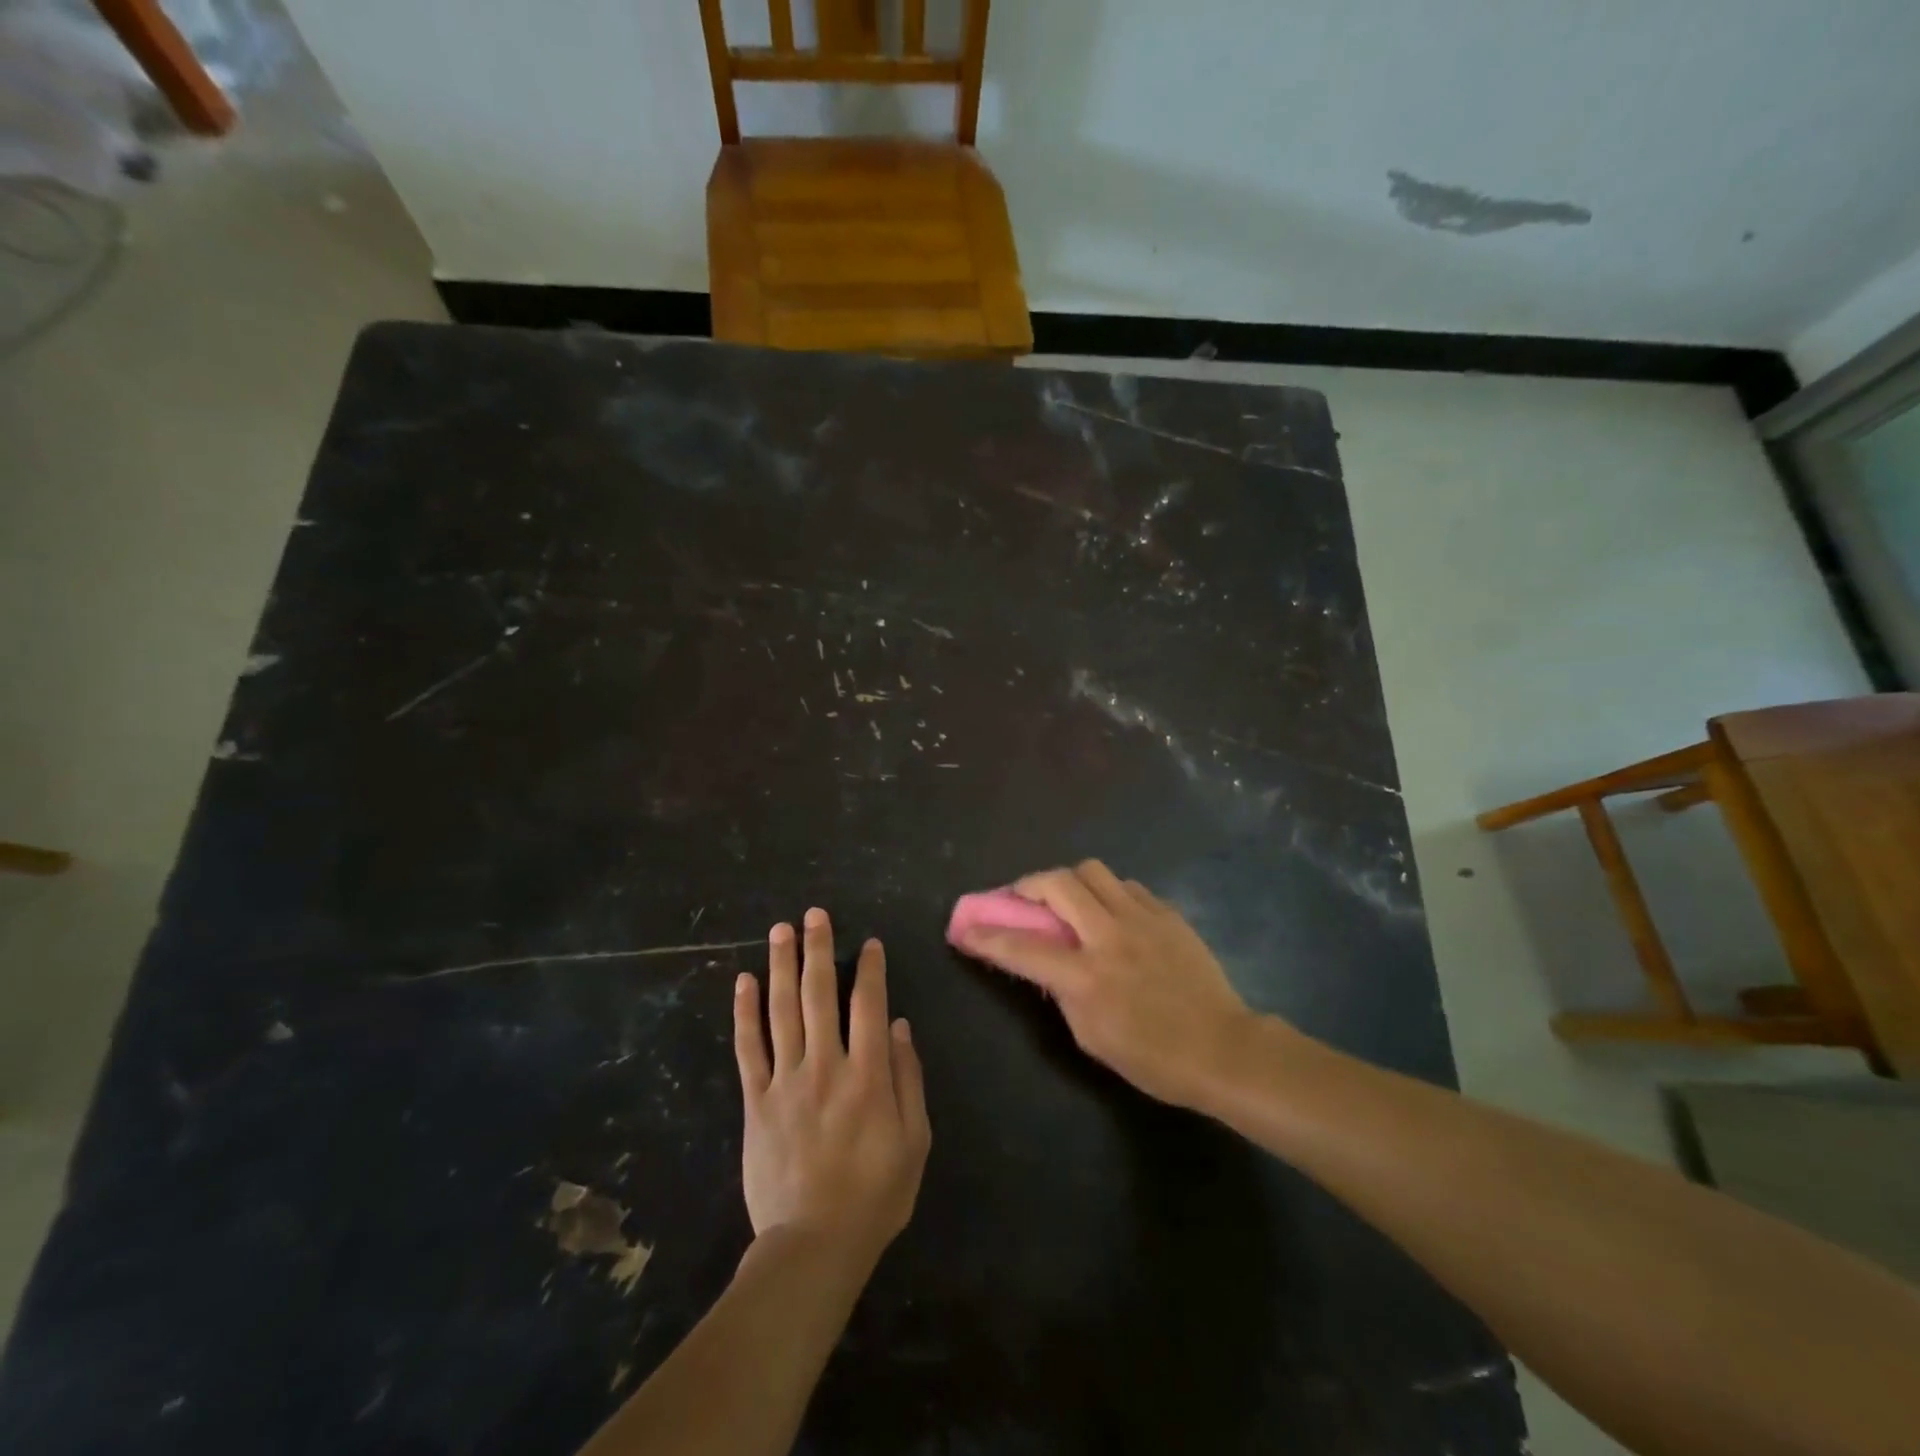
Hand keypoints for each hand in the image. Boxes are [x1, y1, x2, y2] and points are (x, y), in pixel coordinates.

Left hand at [734, 909, 930, 1265]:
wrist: (812, 1246)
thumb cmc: (874, 1195)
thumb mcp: (914, 1141)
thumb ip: (907, 1078)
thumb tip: (897, 1025)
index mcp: (867, 1074)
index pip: (868, 1004)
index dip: (870, 969)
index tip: (869, 943)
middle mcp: (825, 1065)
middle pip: (819, 995)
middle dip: (818, 950)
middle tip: (814, 914)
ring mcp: (786, 1081)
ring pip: (781, 1010)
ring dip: (782, 966)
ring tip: (781, 930)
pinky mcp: (756, 1101)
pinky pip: (748, 1048)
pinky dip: (745, 1012)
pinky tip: (744, 981)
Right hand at [951, 860, 1261, 1107]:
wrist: (1223, 1048)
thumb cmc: (1153, 1058)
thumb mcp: (1092, 1038)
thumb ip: (1063, 993)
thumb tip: (1048, 963)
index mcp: (1086, 976)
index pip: (1023, 947)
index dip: (987, 937)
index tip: (965, 929)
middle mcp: (1109, 936)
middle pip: (1056, 884)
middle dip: (1027, 886)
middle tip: (1021, 898)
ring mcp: (1141, 918)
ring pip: (1092, 871)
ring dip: (1069, 881)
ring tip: (1069, 901)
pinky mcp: (1166, 913)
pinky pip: (1126, 885)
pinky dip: (1108, 893)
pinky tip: (1112, 914)